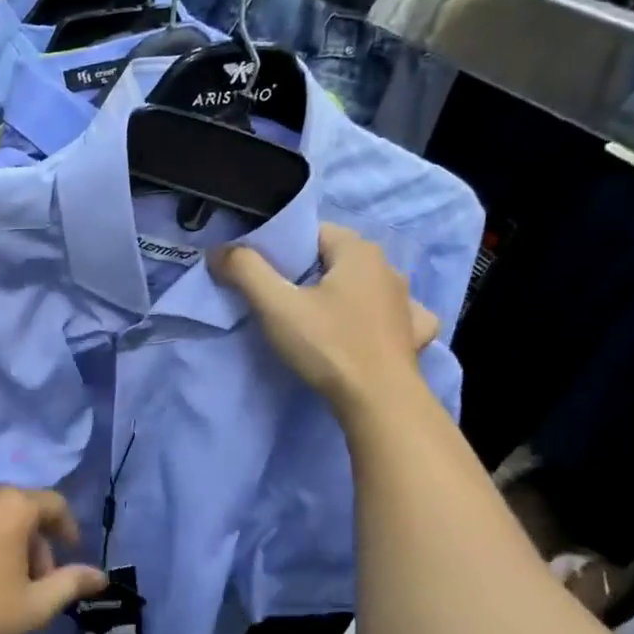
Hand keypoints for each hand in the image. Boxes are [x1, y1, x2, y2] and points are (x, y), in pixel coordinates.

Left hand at [0, 485, 108, 633]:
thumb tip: (101, 576)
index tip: (71, 556)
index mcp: (13, 505)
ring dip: (9, 542)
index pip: (55, 504)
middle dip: (37, 543)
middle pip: (24, 510)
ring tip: (5, 583)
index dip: (69, 529)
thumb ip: (70, 584)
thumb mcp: (33, 605)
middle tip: (37, 582)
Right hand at [213, 223, 440, 416]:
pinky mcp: (413, 334)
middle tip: (277, 298)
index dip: (282, 248)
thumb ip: (246, 270)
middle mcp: (388, 267)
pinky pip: (389, 315)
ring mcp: (405, 302)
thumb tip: (220, 250)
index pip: (313, 232)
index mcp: (358, 251)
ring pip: (363, 286)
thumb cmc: (328, 345)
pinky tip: (361, 332)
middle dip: (307, 272)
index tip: (261, 272)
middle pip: (336, 259)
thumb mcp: (276, 306)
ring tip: (314, 317)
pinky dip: (372, 318)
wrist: (379, 401)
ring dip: (340, 294)